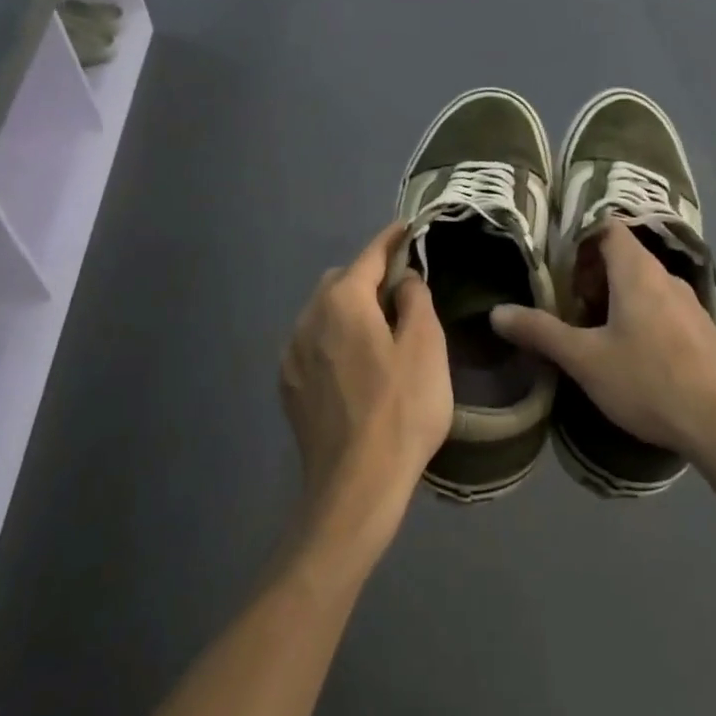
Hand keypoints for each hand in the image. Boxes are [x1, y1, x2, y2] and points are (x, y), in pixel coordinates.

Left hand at [280, 223, 452, 539]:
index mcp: (342, 301)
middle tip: (402, 294)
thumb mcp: (426, 345)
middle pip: (340, 281)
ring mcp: (292, 354)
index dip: (391, 240)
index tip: (408, 228)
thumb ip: (416, 299)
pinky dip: (335, 339)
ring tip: (380, 332)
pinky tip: (356, 366)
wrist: (355, 486)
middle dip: (368, 278)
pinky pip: (313, 344)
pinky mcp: (289, 386)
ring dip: (349, 310)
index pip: (369, 256)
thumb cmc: (401, 409)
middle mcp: (308, 317)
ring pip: (323, 313)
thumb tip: (403, 280)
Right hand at [490, 219, 715, 461]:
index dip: (577, 238)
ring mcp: (688, 303)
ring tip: (589, 334)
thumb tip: (497, 312)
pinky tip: (627, 356)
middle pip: (621, 255)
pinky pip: (659, 307)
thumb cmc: (649, 381)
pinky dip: (636, 316)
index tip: (554, 266)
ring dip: (612, 299)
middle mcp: (665, 276)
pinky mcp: (699, 330)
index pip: (606, 226)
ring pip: (641, 284)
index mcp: (637, 270)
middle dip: (588, 275)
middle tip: (564, 306)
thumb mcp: (585, 359)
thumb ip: (540, 332)